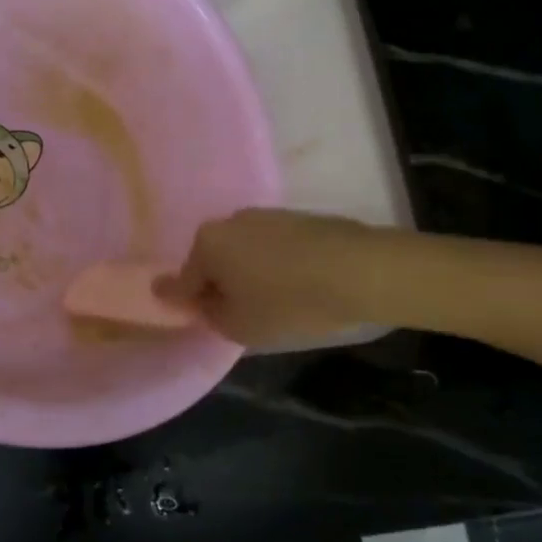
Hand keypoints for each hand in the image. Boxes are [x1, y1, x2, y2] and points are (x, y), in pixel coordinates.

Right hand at [157, 209, 375, 347]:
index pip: (183, 280)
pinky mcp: (295, 218)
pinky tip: (293, 283)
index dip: (182, 302)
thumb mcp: (239, 325)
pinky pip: (270, 246)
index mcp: (206, 243)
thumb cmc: (288, 302)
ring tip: (270, 300)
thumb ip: (207, 313)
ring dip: (247, 272)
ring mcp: (264, 215)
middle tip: (236, 313)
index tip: (186, 313)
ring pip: (242, 251)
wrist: (359, 270)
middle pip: (212, 261)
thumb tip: (197, 300)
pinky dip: (273, 263)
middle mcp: (228, 221)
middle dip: (218, 284)